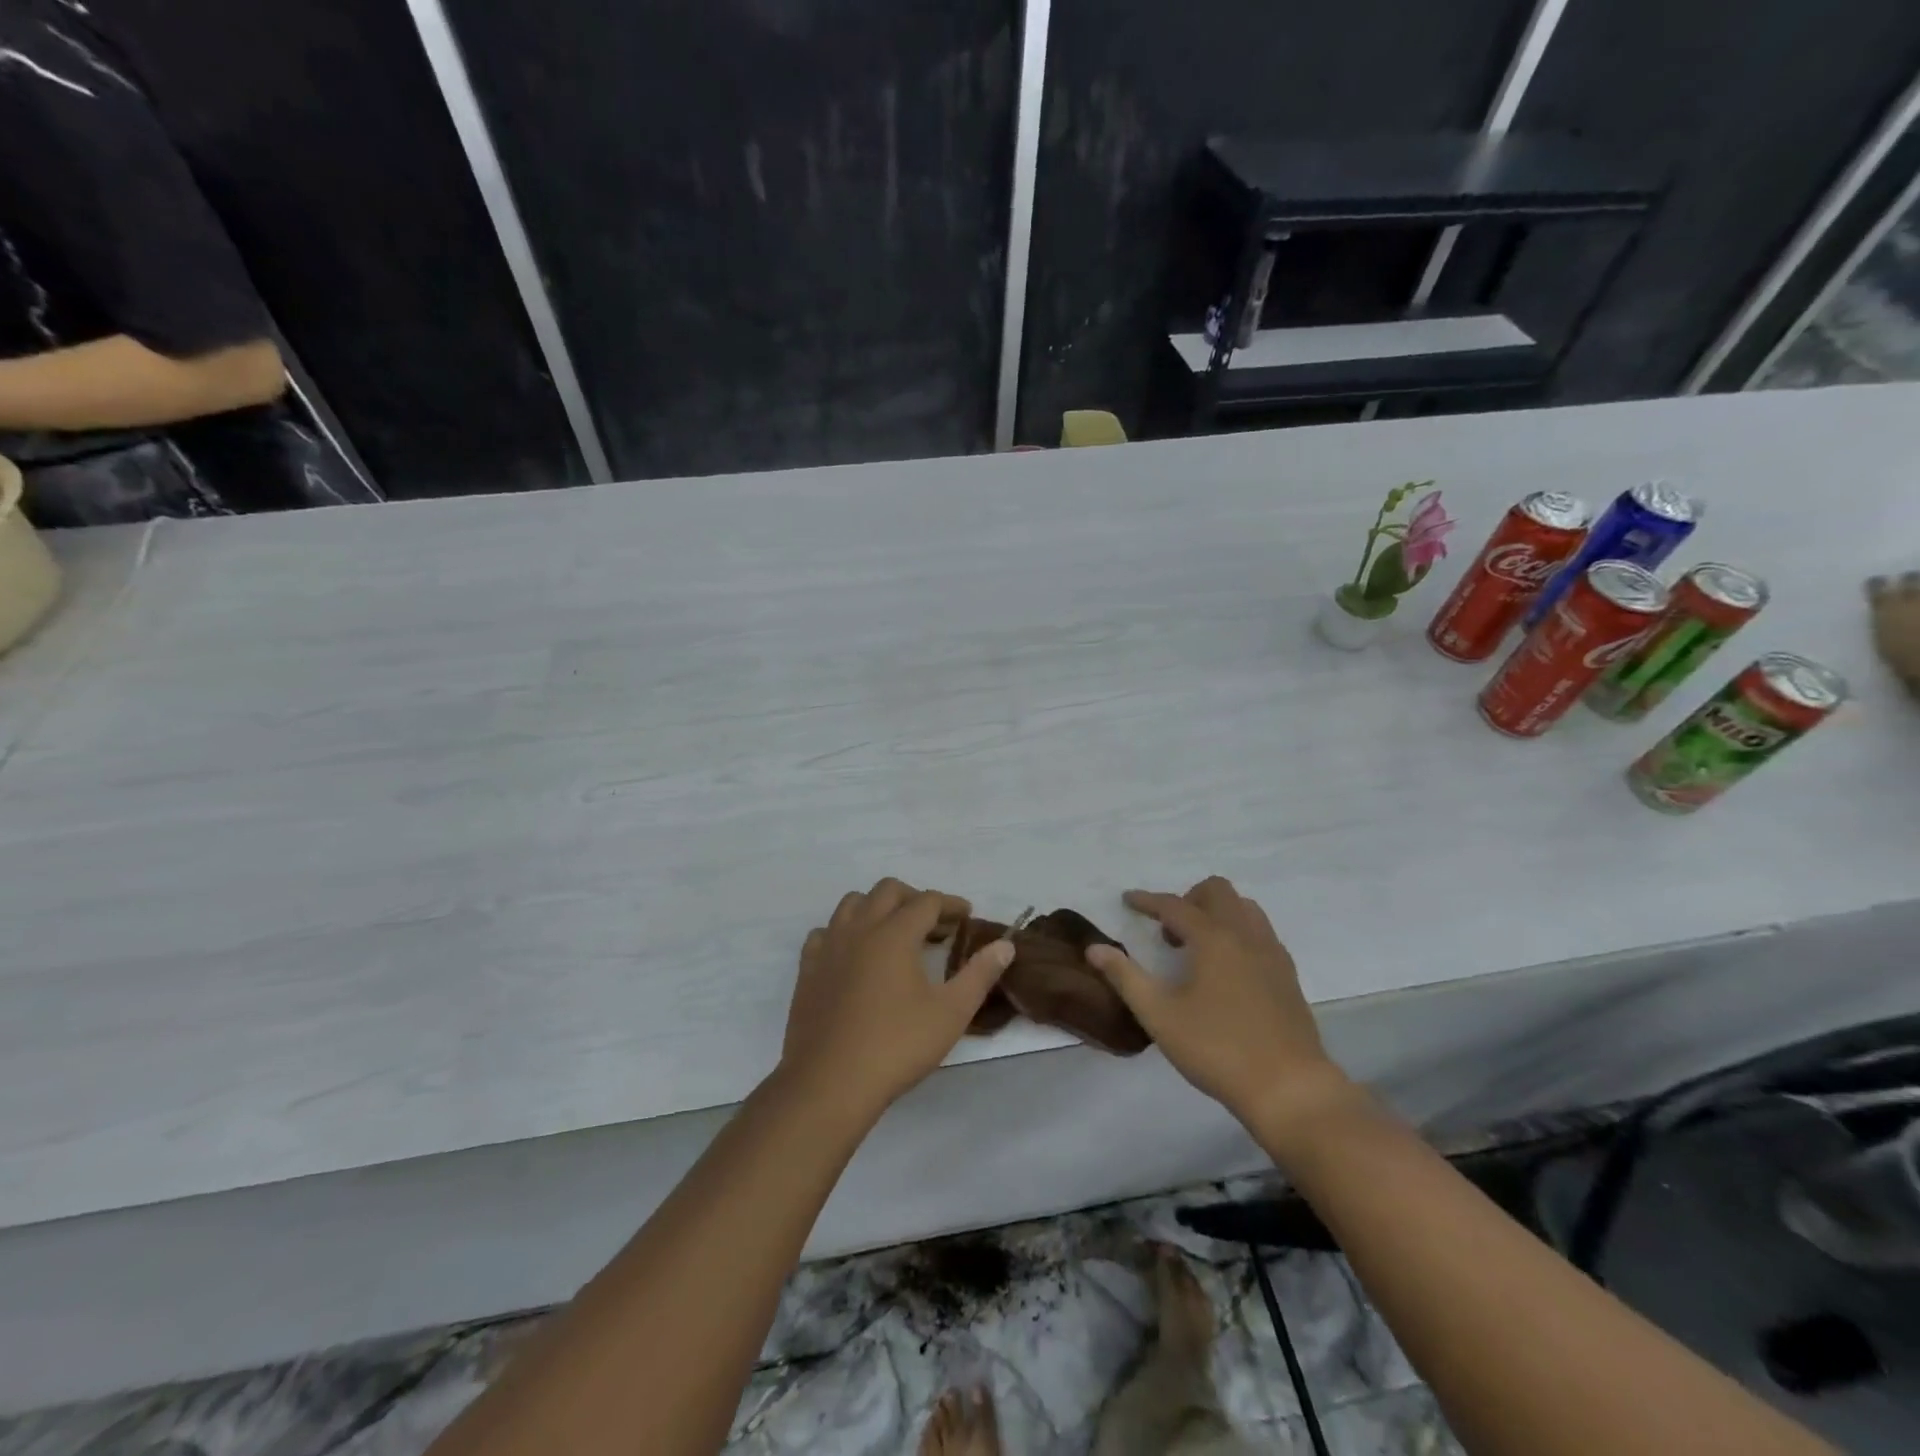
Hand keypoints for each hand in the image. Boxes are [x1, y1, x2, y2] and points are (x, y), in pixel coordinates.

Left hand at [779, 878, 1014, 1121]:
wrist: (829, 1082)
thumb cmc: (896, 1046)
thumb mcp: (950, 1013)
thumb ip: (979, 974)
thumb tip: (1005, 945)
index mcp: (895, 933)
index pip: (928, 901)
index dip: (951, 905)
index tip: (967, 917)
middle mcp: (860, 928)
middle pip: (888, 890)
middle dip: (915, 899)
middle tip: (935, 926)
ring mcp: (829, 946)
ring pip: (853, 903)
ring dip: (878, 908)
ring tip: (896, 934)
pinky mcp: (807, 968)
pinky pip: (826, 931)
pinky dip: (846, 932)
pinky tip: (856, 955)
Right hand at [1086, 877, 1360, 1144]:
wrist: (1289, 1088)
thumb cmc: (1217, 1049)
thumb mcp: (1159, 1015)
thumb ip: (1125, 977)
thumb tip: (1094, 949)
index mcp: (1213, 938)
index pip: (1174, 905)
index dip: (1147, 901)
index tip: (1128, 900)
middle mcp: (1245, 935)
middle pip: (1217, 892)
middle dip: (1187, 899)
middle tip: (1168, 931)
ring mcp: (1272, 953)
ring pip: (1244, 908)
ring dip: (1216, 912)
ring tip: (1197, 946)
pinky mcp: (1288, 975)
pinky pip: (1260, 932)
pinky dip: (1238, 932)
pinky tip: (1227, 967)